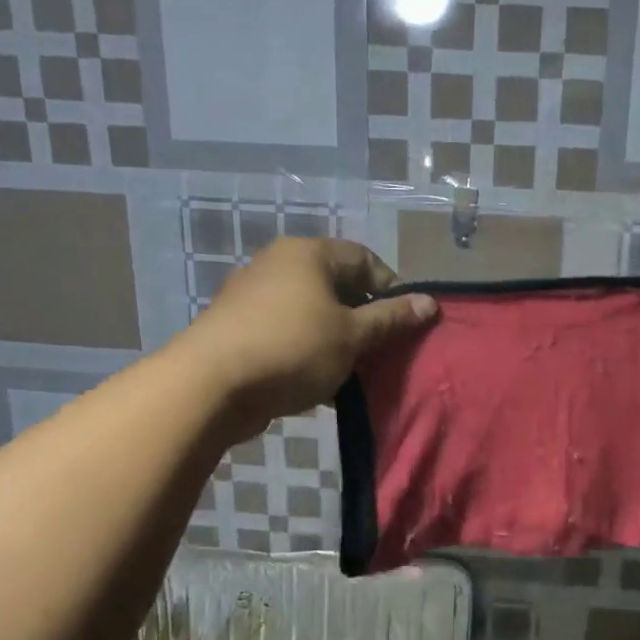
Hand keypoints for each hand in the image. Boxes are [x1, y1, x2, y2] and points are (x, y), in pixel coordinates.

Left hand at [189, 238, 435, 437]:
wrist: (209, 385)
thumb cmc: (292, 349)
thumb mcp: (352, 335)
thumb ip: (392, 318)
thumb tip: (430, 302)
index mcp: (308, 254)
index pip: (365, 259)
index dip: (392, 290)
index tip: (403, 325)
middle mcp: (278, 264)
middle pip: (337, 286)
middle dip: (364, 319)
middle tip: (380, 351)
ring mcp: (253, 295)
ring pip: (312, 313)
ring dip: (336, 340)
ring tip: (351, 372)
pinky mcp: (238, 327)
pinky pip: (287, 333)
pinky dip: (307, 351)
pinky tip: (317, 383)